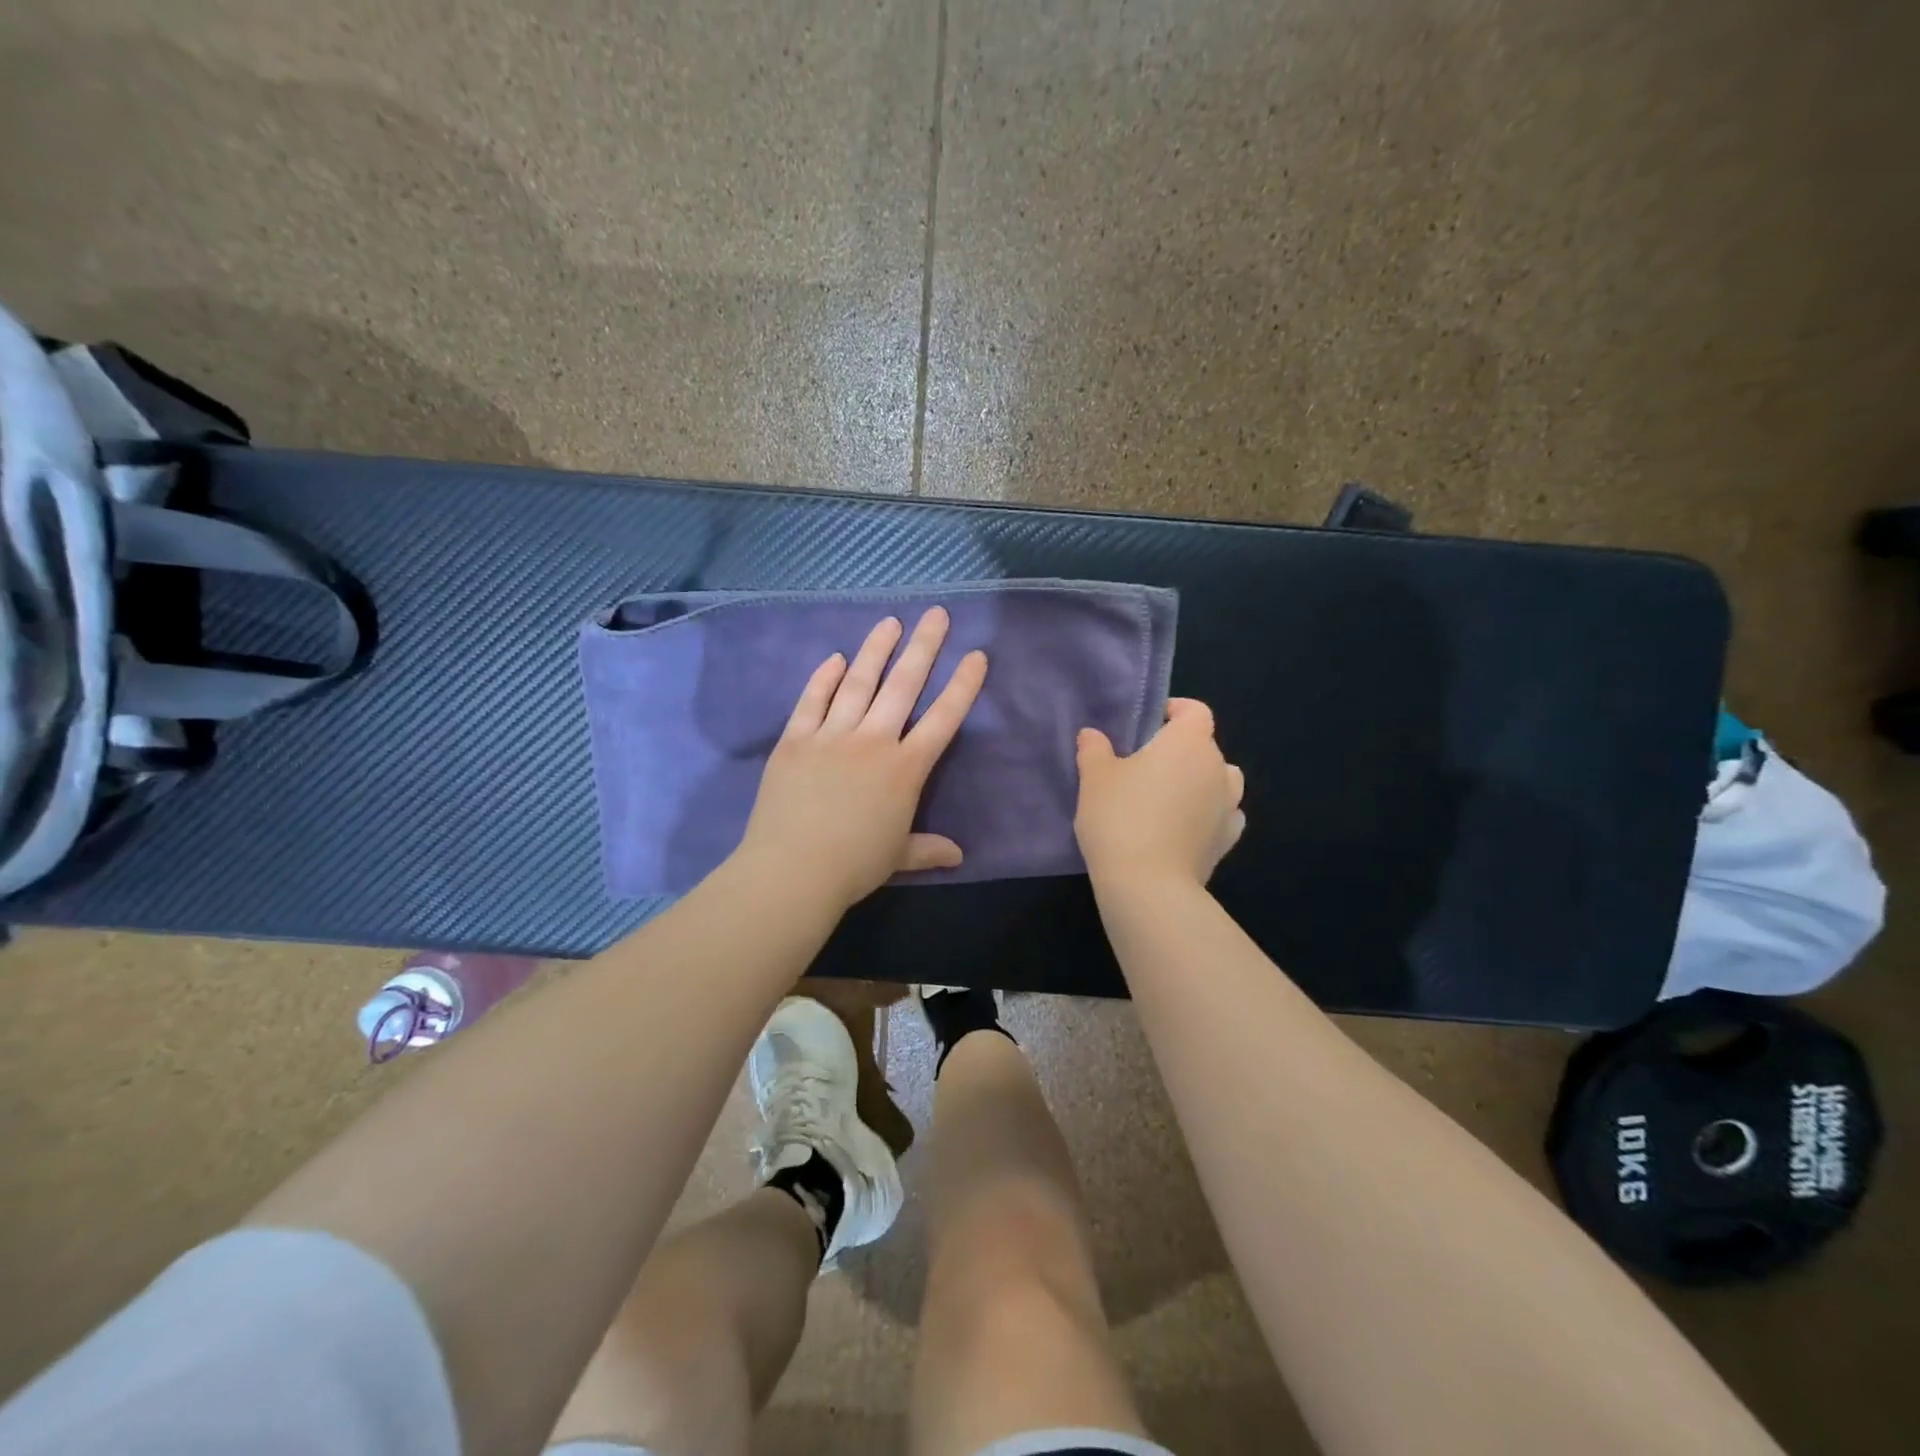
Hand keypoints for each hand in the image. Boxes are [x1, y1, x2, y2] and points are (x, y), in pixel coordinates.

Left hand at [736, 608, 987, 908]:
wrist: (793, 869)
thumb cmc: (854, 865)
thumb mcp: (898, 857)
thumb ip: (928, 849)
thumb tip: (958, 855)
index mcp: (905, 769)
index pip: (943, 719)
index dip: (963, 686)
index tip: (977, 655)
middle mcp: (873, 741)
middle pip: (904, 686)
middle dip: (924, 647)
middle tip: (936, 614)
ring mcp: (831, 736)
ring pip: (858, 683)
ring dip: (876, 650)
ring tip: (891, 622)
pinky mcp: (795, 739)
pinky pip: (812, 701)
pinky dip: (824, 677)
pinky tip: (836, 658)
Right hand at [1075, 699, 1245, 889]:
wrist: (1148, 886)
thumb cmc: (1120, 818)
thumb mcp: (1094, 778)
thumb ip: (1094, 750)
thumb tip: (1092, 735)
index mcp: (1189, 743)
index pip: (1195, 711)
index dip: (1175, 711)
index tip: (1149, 724)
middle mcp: (1218, 768)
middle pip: (1205, 747)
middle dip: (1179, 751)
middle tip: (1144, 768)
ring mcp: (1229, 806)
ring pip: (1219, 781)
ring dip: (1199, 782)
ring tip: (1167, 798)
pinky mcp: (1228, 841)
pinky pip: (1221, 815)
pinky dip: (1206, 815)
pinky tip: (1181, 828)